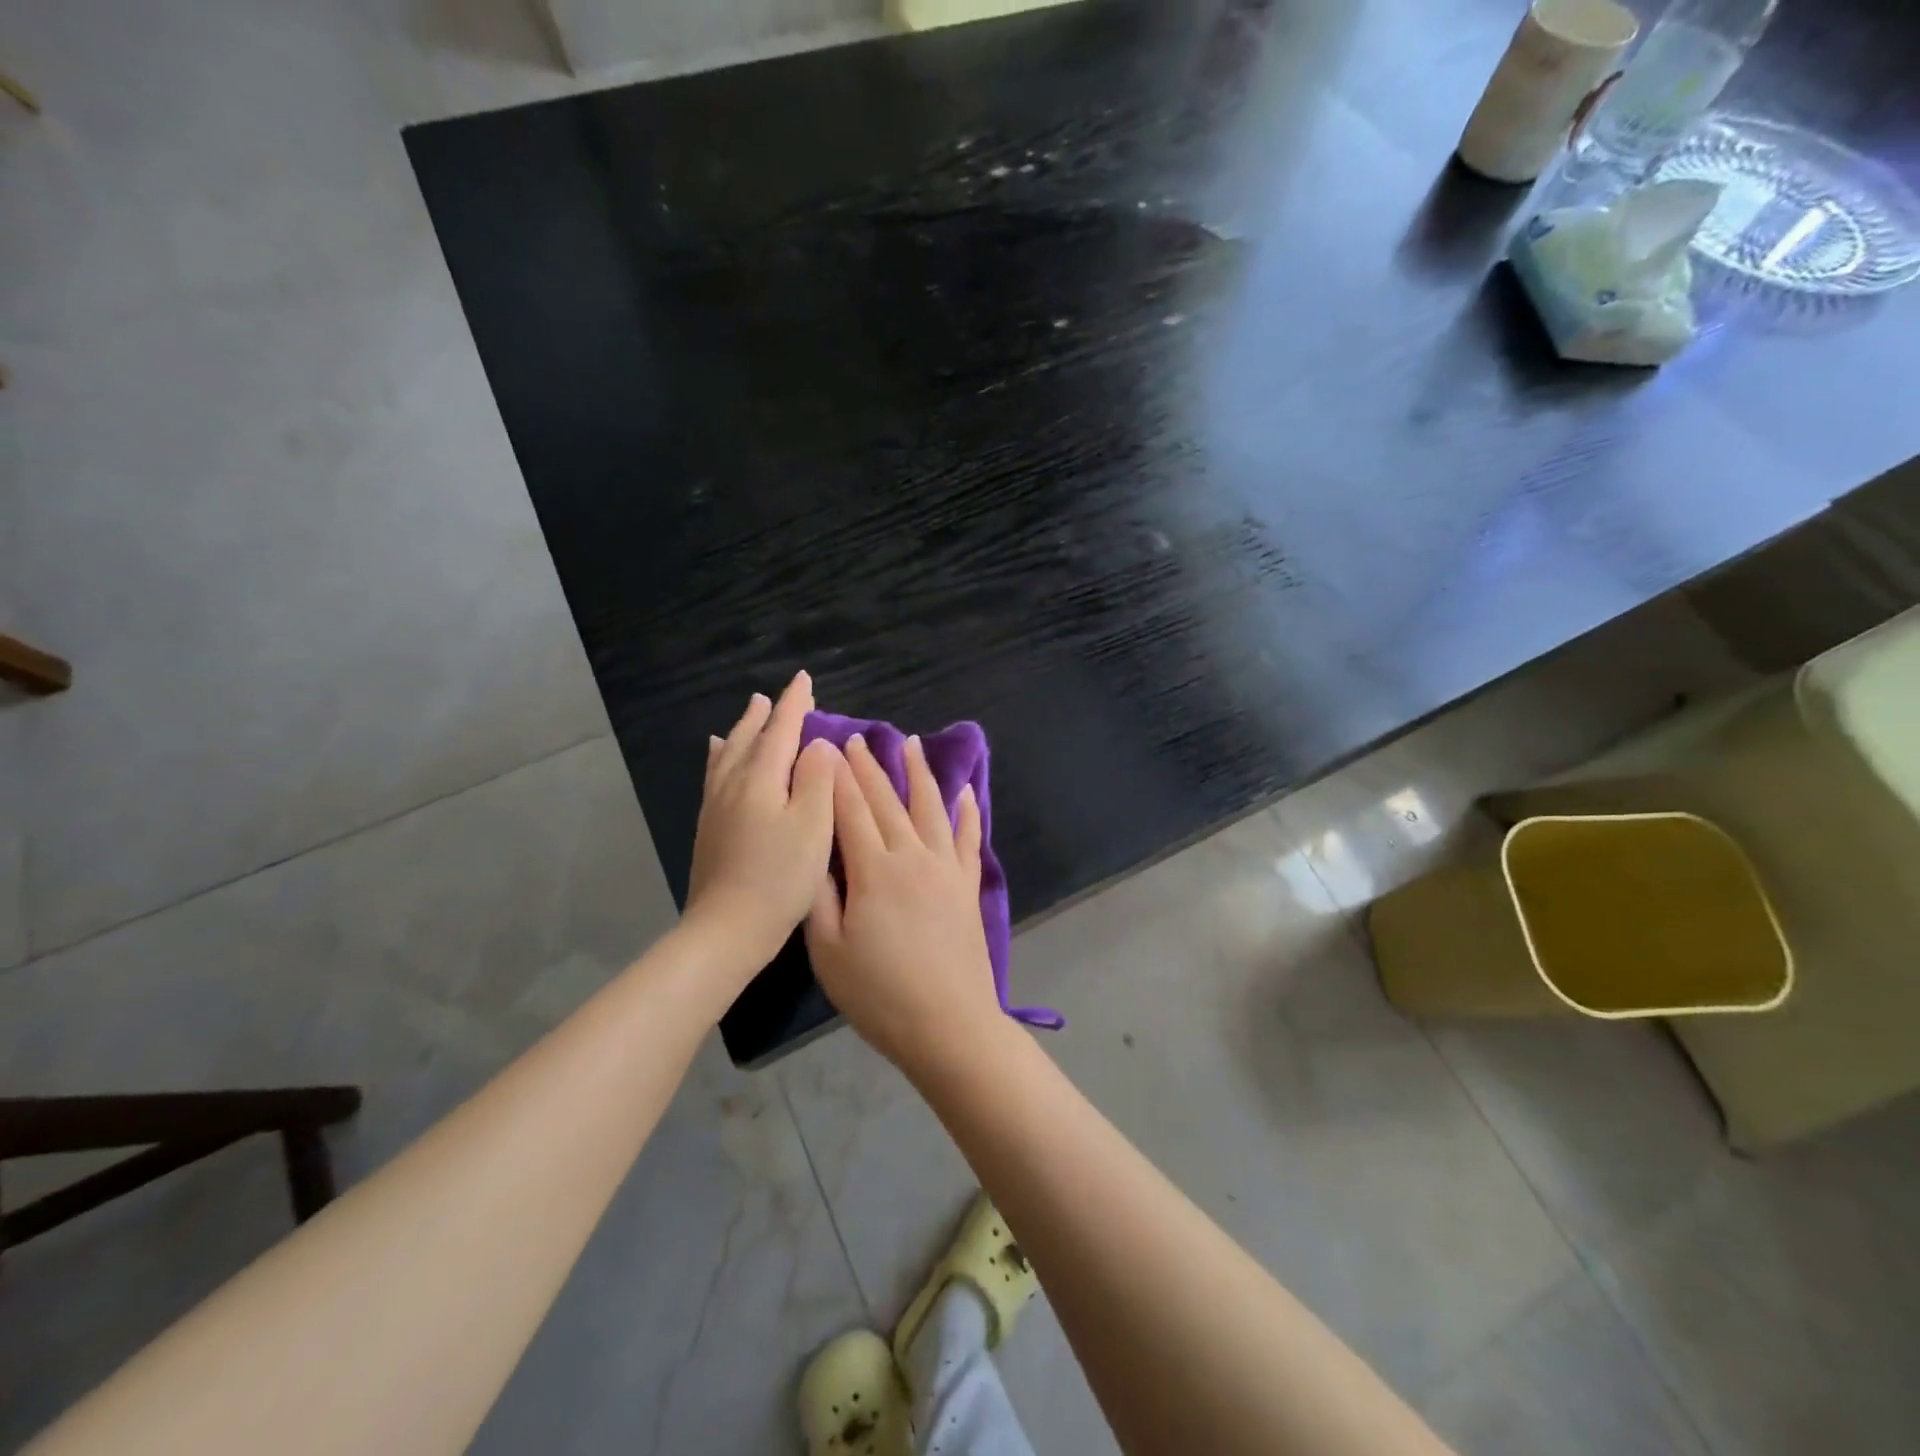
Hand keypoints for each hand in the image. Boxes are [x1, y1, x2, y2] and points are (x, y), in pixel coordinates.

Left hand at [685, 672, 839, 978]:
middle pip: (751, 737)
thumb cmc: (781, 876)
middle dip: (768, 714)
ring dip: (743, 729)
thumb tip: (817, 744)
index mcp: (761, 778)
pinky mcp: (709, 826)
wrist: (729, 926)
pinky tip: (716, 755)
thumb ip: (816, 778)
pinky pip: (715, 773)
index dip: (795, 704)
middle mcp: (733, 782)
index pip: (781, 729)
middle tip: (778, 696)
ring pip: (729, 753)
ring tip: (751, 710)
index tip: (804, 679)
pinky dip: (720, 755)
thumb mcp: (813, 825)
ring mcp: (716, 805)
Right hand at [806, 733, 1009, 1073]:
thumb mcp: (828, 952)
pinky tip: (966, 792)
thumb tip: (815, 856)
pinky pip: (969, 838)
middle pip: (888, 801)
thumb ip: (820, 898)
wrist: (950, 1025)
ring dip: (919, 773)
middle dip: (869, 767)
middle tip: (857, 739)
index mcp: (874, 871)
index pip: (851, 811)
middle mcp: (913, 856)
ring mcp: (946, 868)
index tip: (827, 748)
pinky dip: (968, 812)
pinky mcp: (968, 885)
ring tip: (909, 744)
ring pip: (931, 808)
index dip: (838, 778)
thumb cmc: (880, 995)